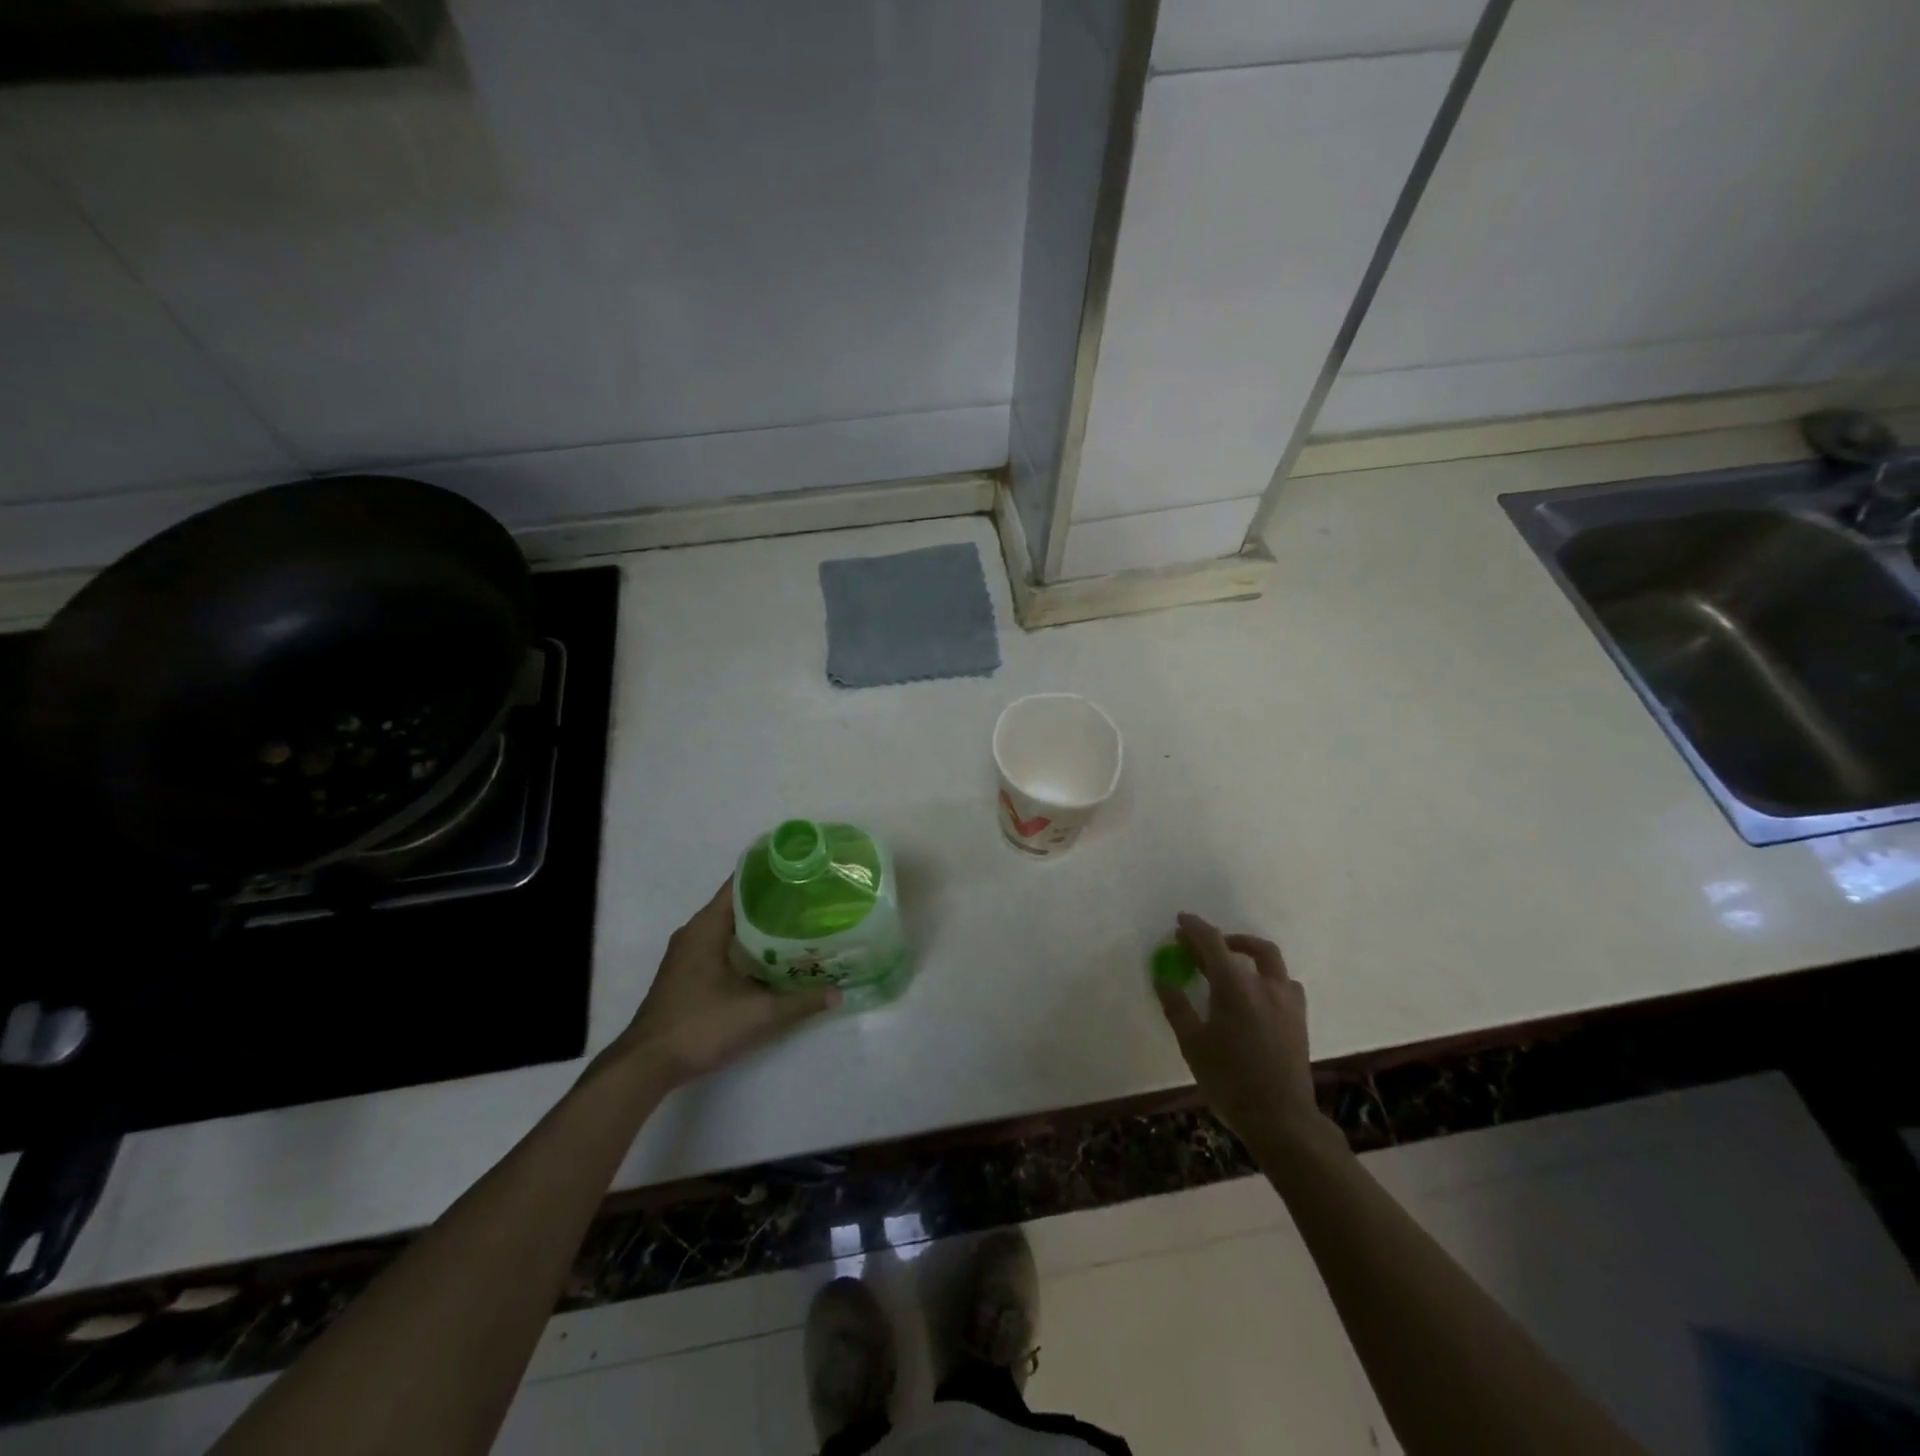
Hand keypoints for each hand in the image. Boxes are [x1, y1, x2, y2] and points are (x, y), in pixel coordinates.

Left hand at [610, 879, 838, 1087]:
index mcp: (707, 926)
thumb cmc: (700, 1026)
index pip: (741, 883)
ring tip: (800, 926)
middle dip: (773, 902)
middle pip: (738, 904)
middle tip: (811, 901)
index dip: (771, 874)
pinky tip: (772, 958)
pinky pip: (721, 946)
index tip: (802, 871)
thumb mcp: (758, 1014)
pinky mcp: (686, 974)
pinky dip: (746, 946)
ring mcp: (687, 954)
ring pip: (730, 928)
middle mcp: (695, 932)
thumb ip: (801, 1002)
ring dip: (760, 926)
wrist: (647, 1065)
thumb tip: (839, 993)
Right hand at [1155, 913, 1328, 1158]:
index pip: (1212, 943)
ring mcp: (1287, 1000)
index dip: (1195, 928)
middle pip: (1245, 947)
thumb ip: (1177, 1006)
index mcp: (1235, 986)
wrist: (1281, 1118)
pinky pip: (1284, 983)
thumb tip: (1163, 978)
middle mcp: (1264, 984)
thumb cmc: (1229, 1080)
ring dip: (1248, 953)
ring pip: (1270, 961)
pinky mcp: (1299, 1018)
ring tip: (1230, 963)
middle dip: (1221, 939)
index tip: (1181, 920)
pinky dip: (1267, 977)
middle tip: (1199, 944)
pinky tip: (1256, 993)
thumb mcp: (1192, 1043)